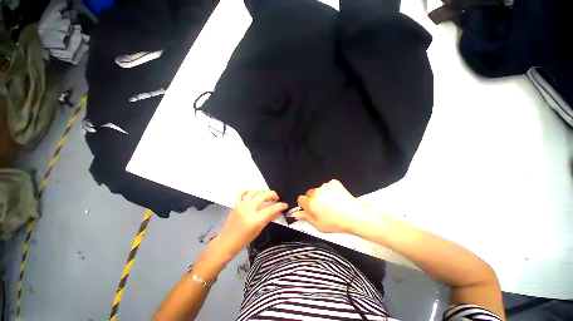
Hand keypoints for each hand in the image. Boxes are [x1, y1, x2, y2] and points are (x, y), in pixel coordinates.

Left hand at [216, 190, 287, 256]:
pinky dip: (248, 191)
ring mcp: (241, 205)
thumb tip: (278, 211)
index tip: (285, 205)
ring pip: (254, 192)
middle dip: (272, 194)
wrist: (227, 242)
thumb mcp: (259, 230)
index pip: (271, 209)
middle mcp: (249, 210)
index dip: (280, 206)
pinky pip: (242, 193)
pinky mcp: (235, 204)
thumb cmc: (244, 239)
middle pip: (263, 196)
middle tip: (276, 198)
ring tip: (266, 195)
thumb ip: (269, 218)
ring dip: (262, 191)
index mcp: (256, 219)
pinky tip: (253, 193)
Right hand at [295, 180, 368, 233]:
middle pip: (309, 193)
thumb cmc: (338, 223)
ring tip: (332, 203)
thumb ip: (306, 217)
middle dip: (313, 199)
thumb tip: (297, 214)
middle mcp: (316, 193)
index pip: (300, 199)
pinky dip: (330, 190)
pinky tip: (336, 198)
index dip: (305, 204)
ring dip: (322, 194)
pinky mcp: (333, 183)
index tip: (309, 207)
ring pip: (319, 189)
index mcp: (311, 204)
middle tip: (322, 207)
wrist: (355, 216)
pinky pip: (328, 185)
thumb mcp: (319, 225)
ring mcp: (325, 187)